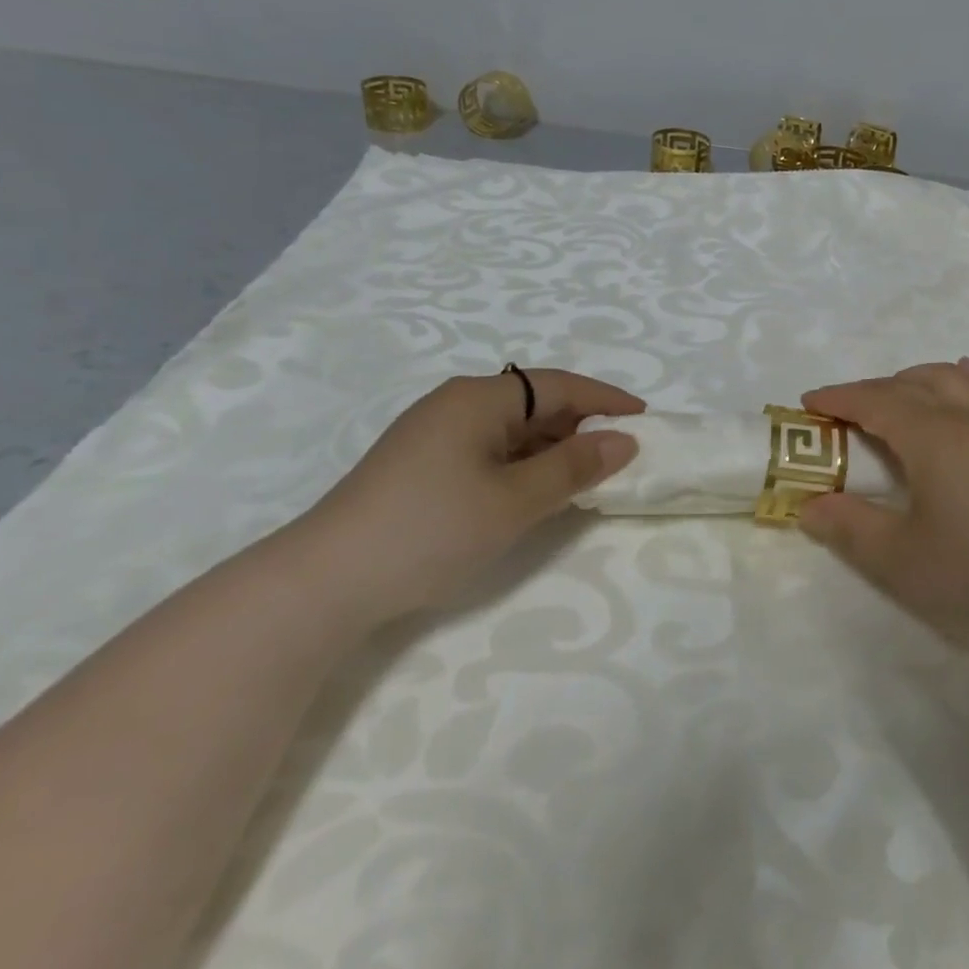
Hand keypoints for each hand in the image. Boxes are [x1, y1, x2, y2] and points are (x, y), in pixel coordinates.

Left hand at [285, 368, 643, 626]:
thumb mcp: (515, 501)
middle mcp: (456, 404)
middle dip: (581, 425)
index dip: (605, 400)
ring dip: (552, 448)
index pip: (559, 386)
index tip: (645, 419)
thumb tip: (624, 441)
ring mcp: (434, 434)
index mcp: (479, 398)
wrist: (323, 583)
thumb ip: (573, 468)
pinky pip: (489, 449)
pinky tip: (534, 490)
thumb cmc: (430, 530)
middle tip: (620, 454)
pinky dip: (522, 463)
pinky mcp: (420, 464)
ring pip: (512, 429)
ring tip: (586, 476)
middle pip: (535, 403)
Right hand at [800, 361, 968, 691]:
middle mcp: (965, 419)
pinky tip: (968, 375)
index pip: (875, 401)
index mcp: (930, 436)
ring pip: (953, 380)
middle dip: (870, 390)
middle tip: (841, 414)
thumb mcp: (897, 557)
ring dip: (916, 378)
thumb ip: (848, 527)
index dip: (838, 398)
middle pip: (910, 385)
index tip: (807, 402)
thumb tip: (809, 506)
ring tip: (894, 393)